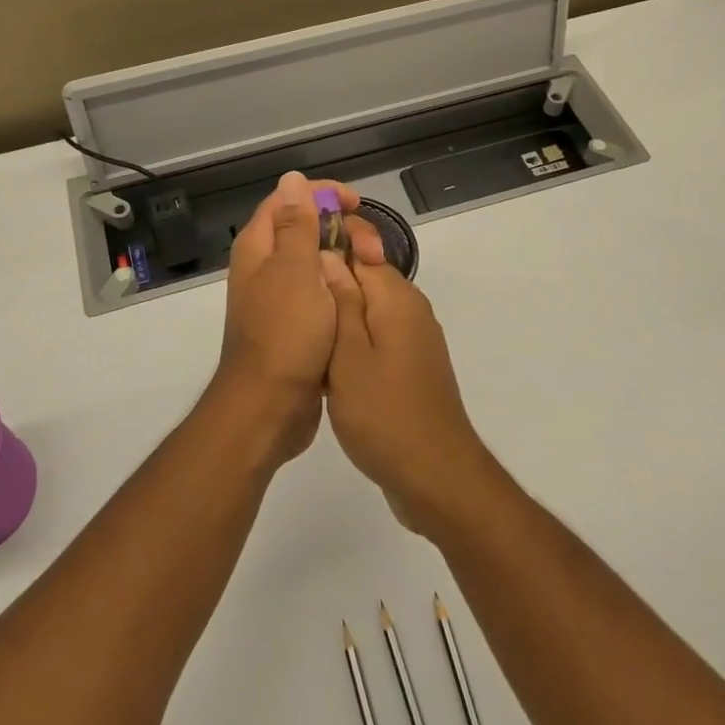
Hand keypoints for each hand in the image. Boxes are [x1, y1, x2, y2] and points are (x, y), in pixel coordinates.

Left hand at [209, 172, 372, 466]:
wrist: (270, 406)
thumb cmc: (285, 333)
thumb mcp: (295, 270)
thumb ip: (295, 224)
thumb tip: (291, 178)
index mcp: (259, 247)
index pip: (288, 199)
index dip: (322, 193)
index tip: (357, 205)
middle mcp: (264, 266)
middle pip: (304, 228)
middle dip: (340, 229)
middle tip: (372, 248)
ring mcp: (278, 296)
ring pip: (315, 261)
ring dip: (344, 258)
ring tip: (373, 269)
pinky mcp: (293, 323)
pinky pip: (319, 290)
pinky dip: (341, 285)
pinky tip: (362, 294)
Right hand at [323, 242, 495, 534]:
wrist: (434, 476)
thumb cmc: (383, 413)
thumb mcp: (348, 354)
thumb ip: (340, 302)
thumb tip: (329, 254)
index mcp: (397, 298)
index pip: (362, 250)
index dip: (328, 248)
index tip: (294, 259)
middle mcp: (411, 311)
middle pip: (365, 280)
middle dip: (330, 285)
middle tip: (289, 300)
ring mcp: (415, 341)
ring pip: (368, 312)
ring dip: (339, 318)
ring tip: (301, 331)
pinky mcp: (412, 367)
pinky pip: (377, 339)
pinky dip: (352, 344)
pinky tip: (327, 365)